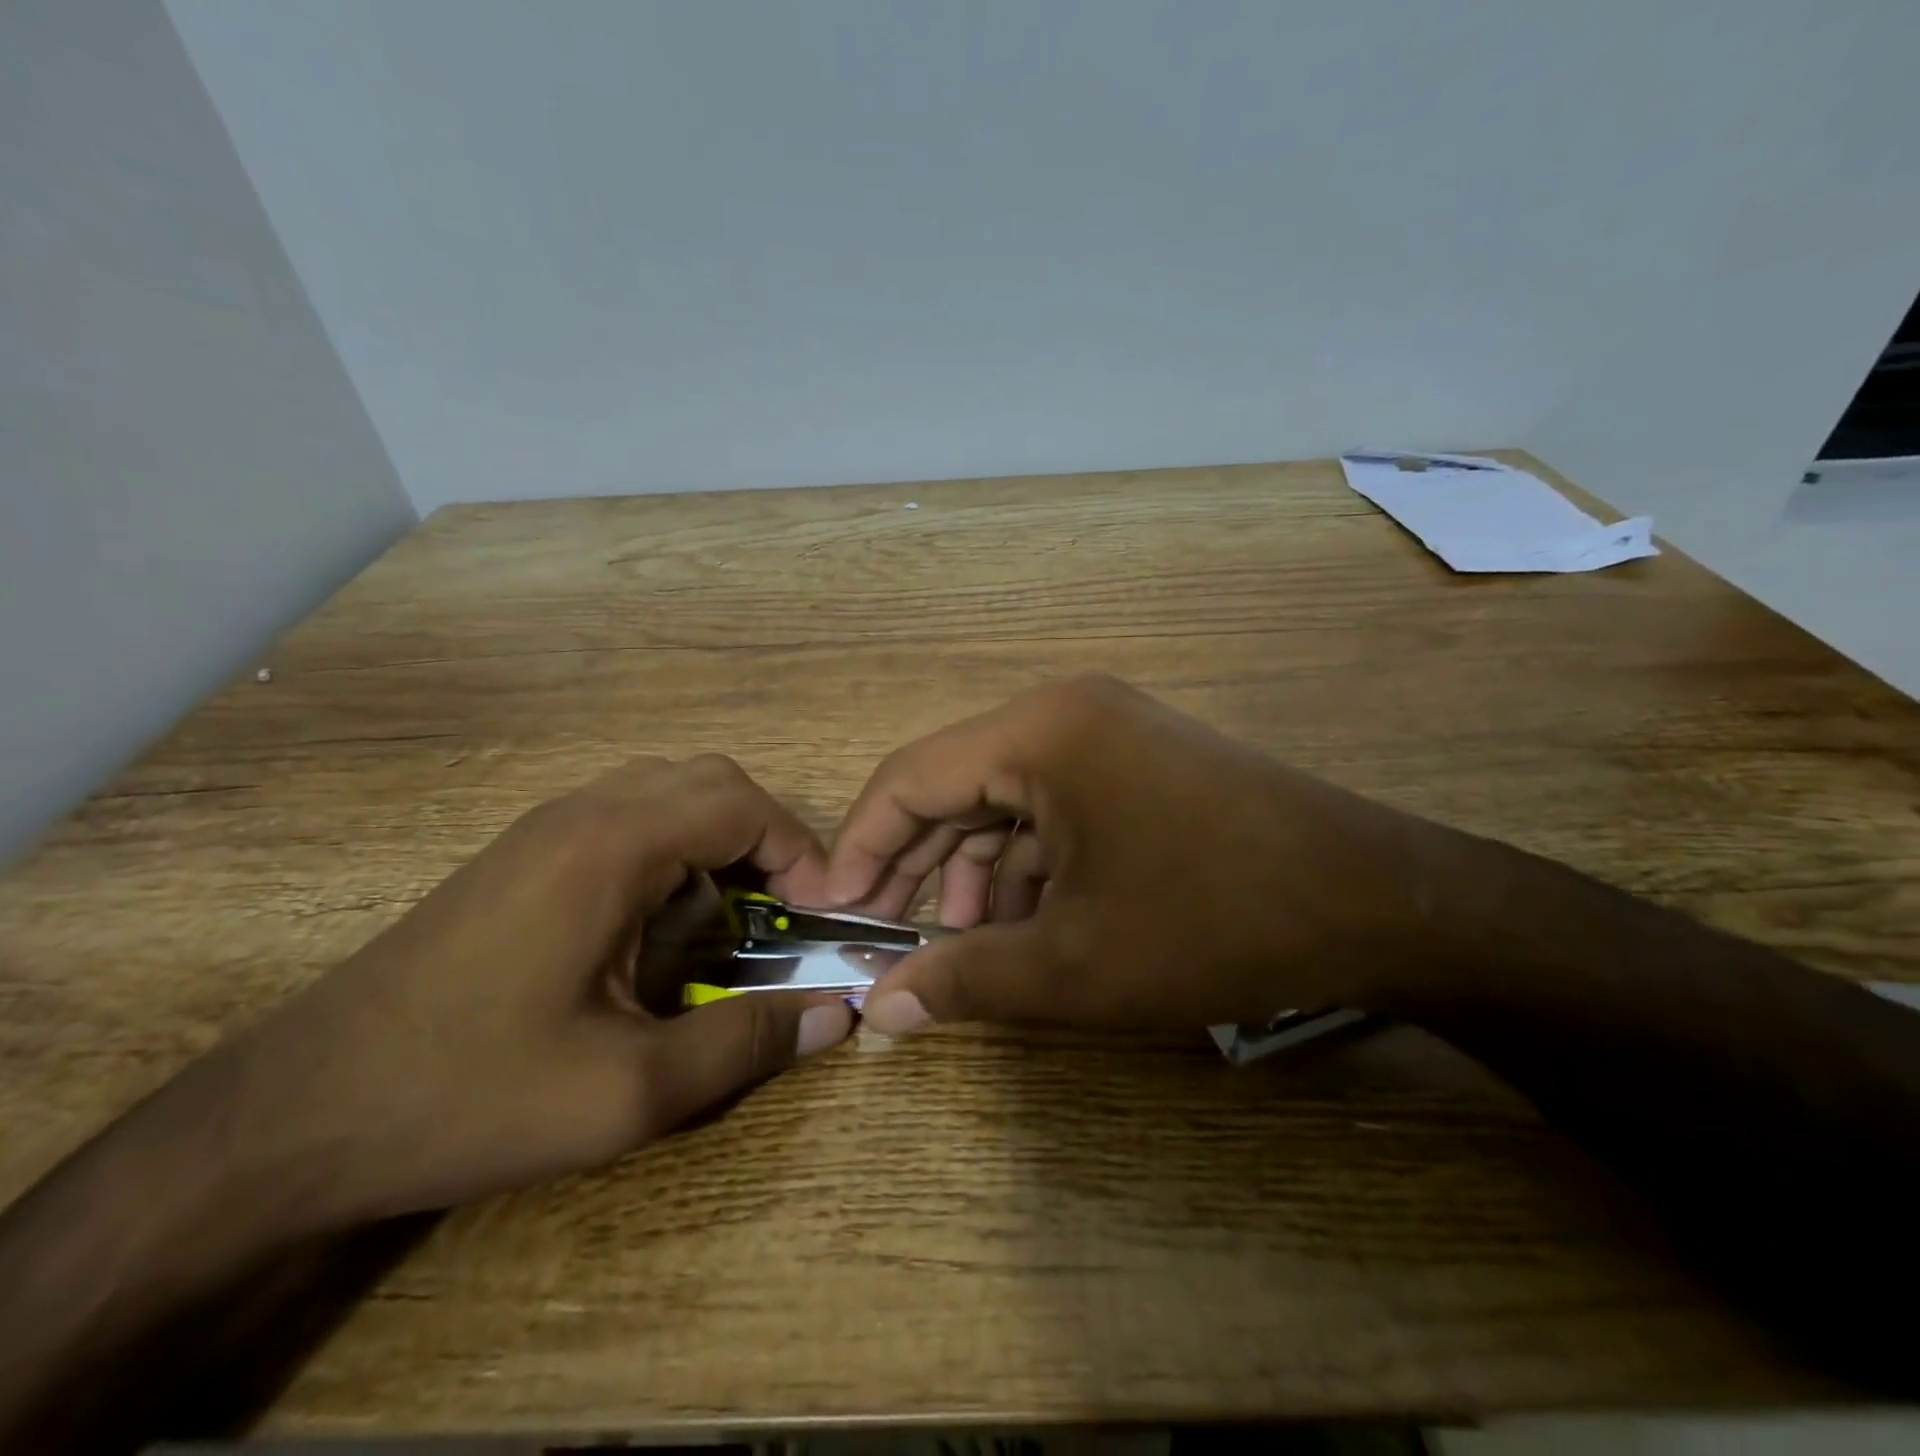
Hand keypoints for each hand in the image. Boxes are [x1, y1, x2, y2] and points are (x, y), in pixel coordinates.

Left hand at [210, 755, 853, 1228]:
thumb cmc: (471, 1095)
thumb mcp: (627, 1091)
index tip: (821, 916)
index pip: (742, 805)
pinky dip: (677, 841)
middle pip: (711, 780)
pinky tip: (666, 914)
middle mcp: (582, 812)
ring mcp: (546, 826)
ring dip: (722, 834)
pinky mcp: (524, 851)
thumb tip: (835, 1016)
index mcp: (611, 848)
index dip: (800, 851)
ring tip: (737, 909)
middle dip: (768, 835)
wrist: (296, 1116)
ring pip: (669, 787)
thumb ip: (744, 1044)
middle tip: (786, 907)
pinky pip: (629, 811)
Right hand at [825, 674, 1473, 1035]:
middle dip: (918, 865)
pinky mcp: (1139, 762)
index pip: (911, 777)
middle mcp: (1065, 713)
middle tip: (889, 938)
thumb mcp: (1075, 964)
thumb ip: (965, 980)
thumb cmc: (1213, 922)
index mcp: (1039, 732)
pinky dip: (1029, 864)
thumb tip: (879, 1013)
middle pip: (956, 785)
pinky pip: (1055, 807)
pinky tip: (1028, 922)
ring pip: (1005, 801)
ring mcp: (1108, 733)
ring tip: (966, 945)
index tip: (835, 911)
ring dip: (976, 872)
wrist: (1378, 901)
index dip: (862, 846)